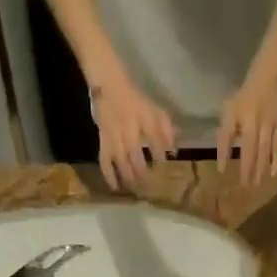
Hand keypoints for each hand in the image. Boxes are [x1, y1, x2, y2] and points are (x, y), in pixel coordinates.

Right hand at [93, 75, 175, 189]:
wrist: (109, 86)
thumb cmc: (136, 100)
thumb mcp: (156, 111)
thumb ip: (166, 130)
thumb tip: (173, 151)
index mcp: (144, 121)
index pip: (155, 143)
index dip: (160, 157)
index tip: (164, 167)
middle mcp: (129, 132)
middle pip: (136, 158)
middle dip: (144, 174)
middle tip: (150, 188)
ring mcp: (114, 138)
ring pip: (121, 162)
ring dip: (129, 178)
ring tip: (136, 190)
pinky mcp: (103, 141)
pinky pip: (105, 160)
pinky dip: (109, 175)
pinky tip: (115, 187)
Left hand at [217, 69, 276, 187]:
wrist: (272, 74)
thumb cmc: (246, 93)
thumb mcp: (230, 109)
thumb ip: (226, 132)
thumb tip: (224, 155)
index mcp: (242, 118)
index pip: (231, 141)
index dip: (226, 157)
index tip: (223, 174)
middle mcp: (257, 125)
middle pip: (252, 152)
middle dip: (248, 171)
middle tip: (245, 188)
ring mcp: (272, 126)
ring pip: (266, 152)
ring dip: (261, 169)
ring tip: (258, 184)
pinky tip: (274, 172)